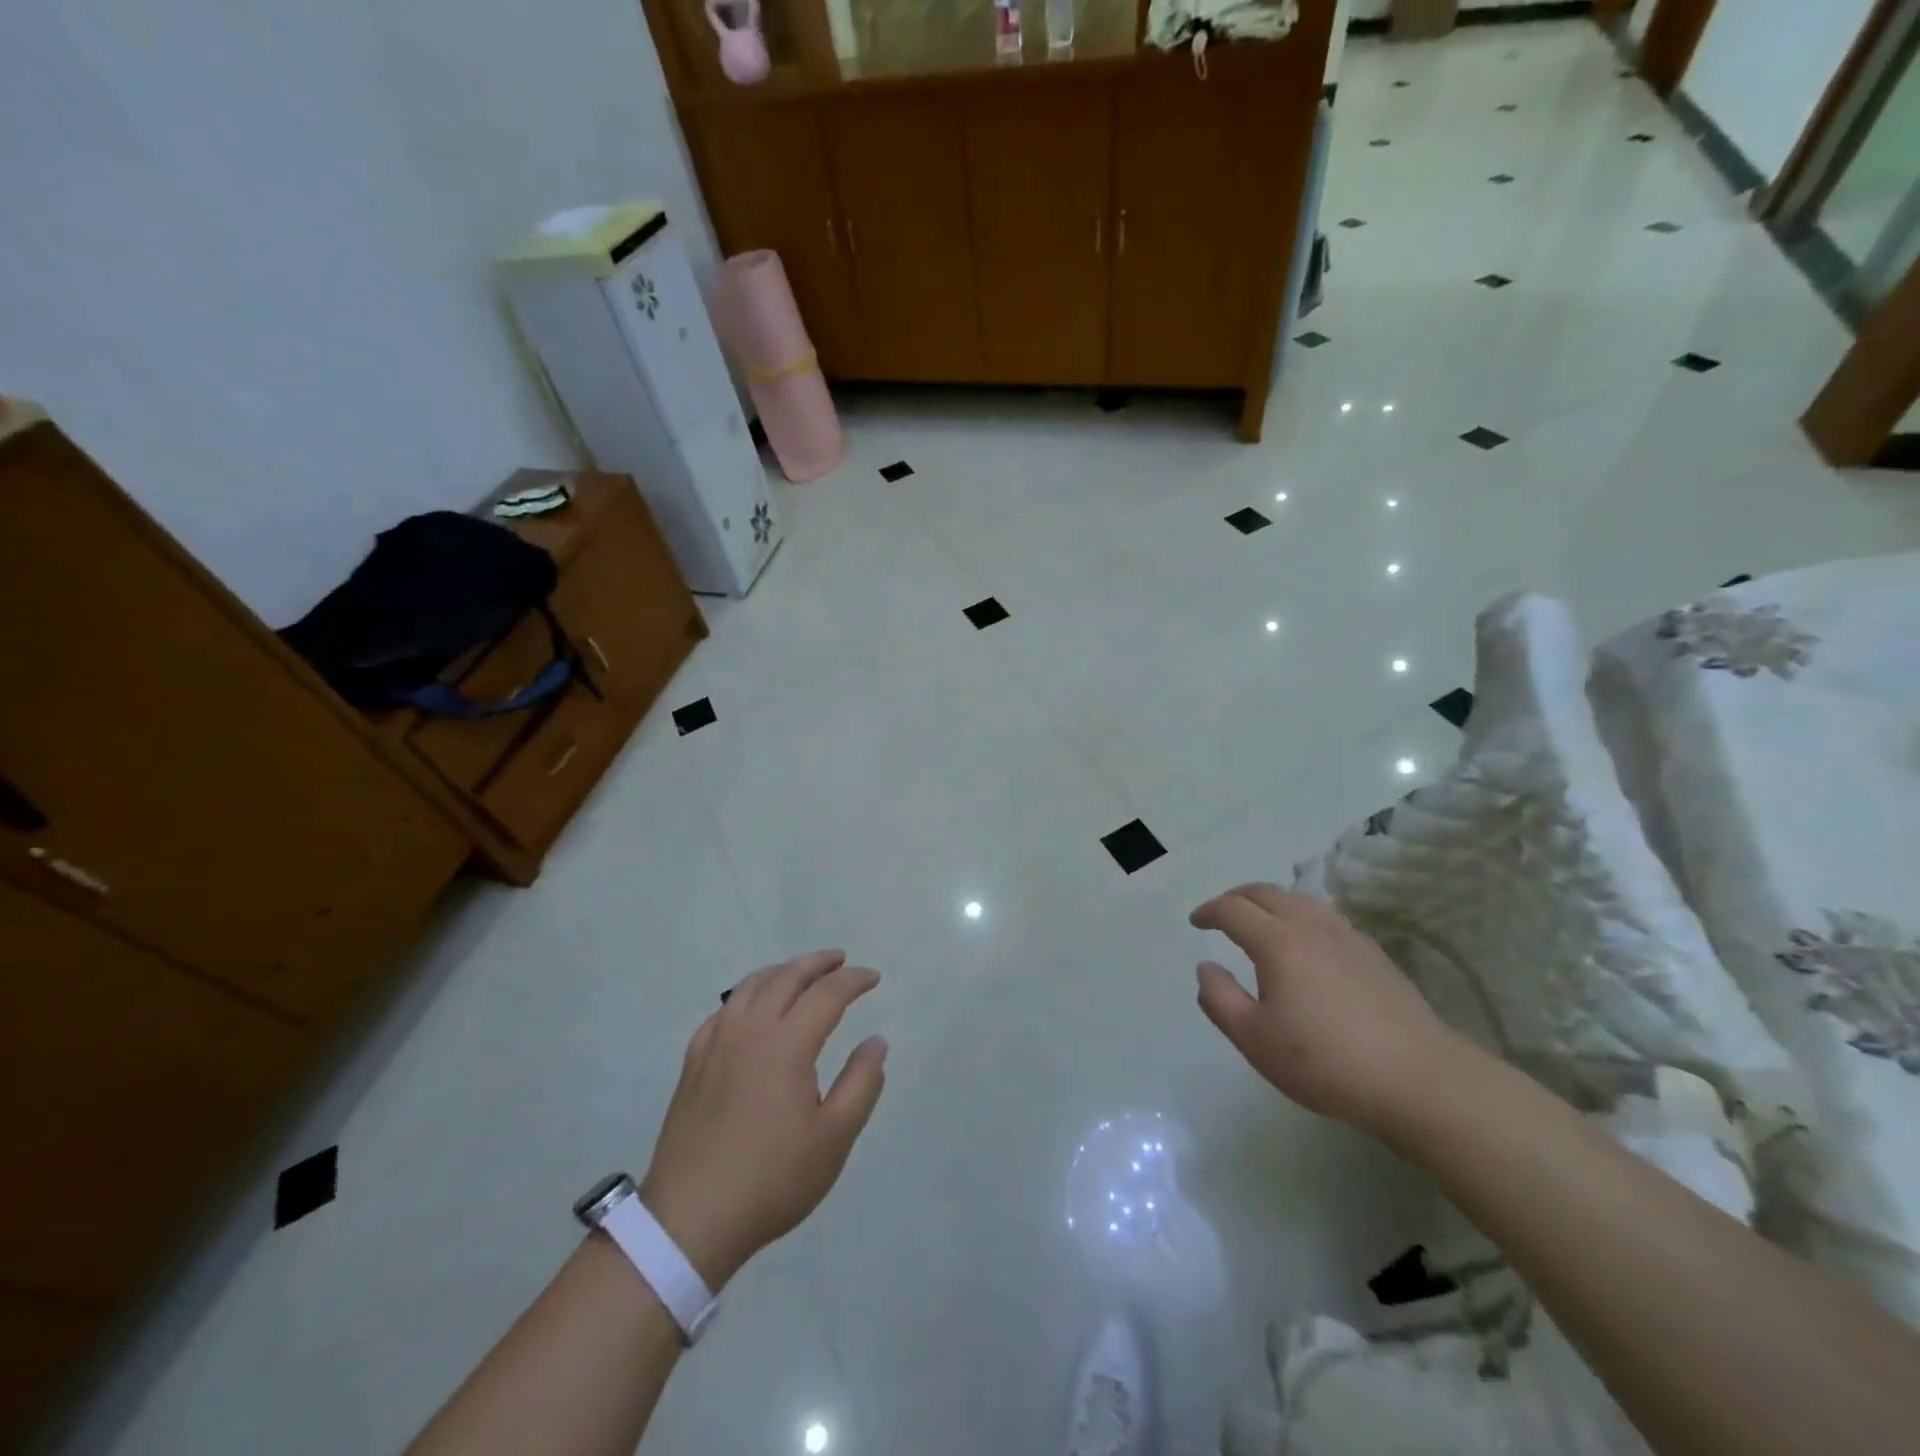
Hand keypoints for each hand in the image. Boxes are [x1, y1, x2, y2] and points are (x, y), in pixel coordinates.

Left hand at [638, 950, 886, 1288]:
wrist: (691, 1219)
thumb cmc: (772, 1178)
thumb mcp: (834, 1138)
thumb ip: (861, 1083)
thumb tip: (876, 1041)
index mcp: (786, 1044)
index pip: (826, 993)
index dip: (853, 980)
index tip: (873, 978)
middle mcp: (749, 1030)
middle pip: (786, 977)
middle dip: (817, 963)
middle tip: (840, 959)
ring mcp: (716, 1044)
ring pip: (751, 986)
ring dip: (782, 971)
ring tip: (801, 973)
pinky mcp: (694, 1063)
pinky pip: (724, 1010)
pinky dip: (747, 996)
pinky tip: (752, 1009)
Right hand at [1190, 884, 1463, 1135]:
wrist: (1419, 1080)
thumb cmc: (1325, 1062)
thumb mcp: (1255, 1039)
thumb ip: (1220, 999)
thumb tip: (1205, 968)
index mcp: (1277, 942)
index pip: (1233, 910)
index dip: (1209, 911)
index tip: (1195, 922)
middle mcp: (1311, 927)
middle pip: (1267, 893)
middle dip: (1237, 897)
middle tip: (1221, 914)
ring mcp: (1347, 937)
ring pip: (1300, 900)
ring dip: (1271, 903)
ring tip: (1260, 922)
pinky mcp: (1374, 954)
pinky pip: (1325, 917)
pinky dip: (1301, 917)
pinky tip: (1306, 944)